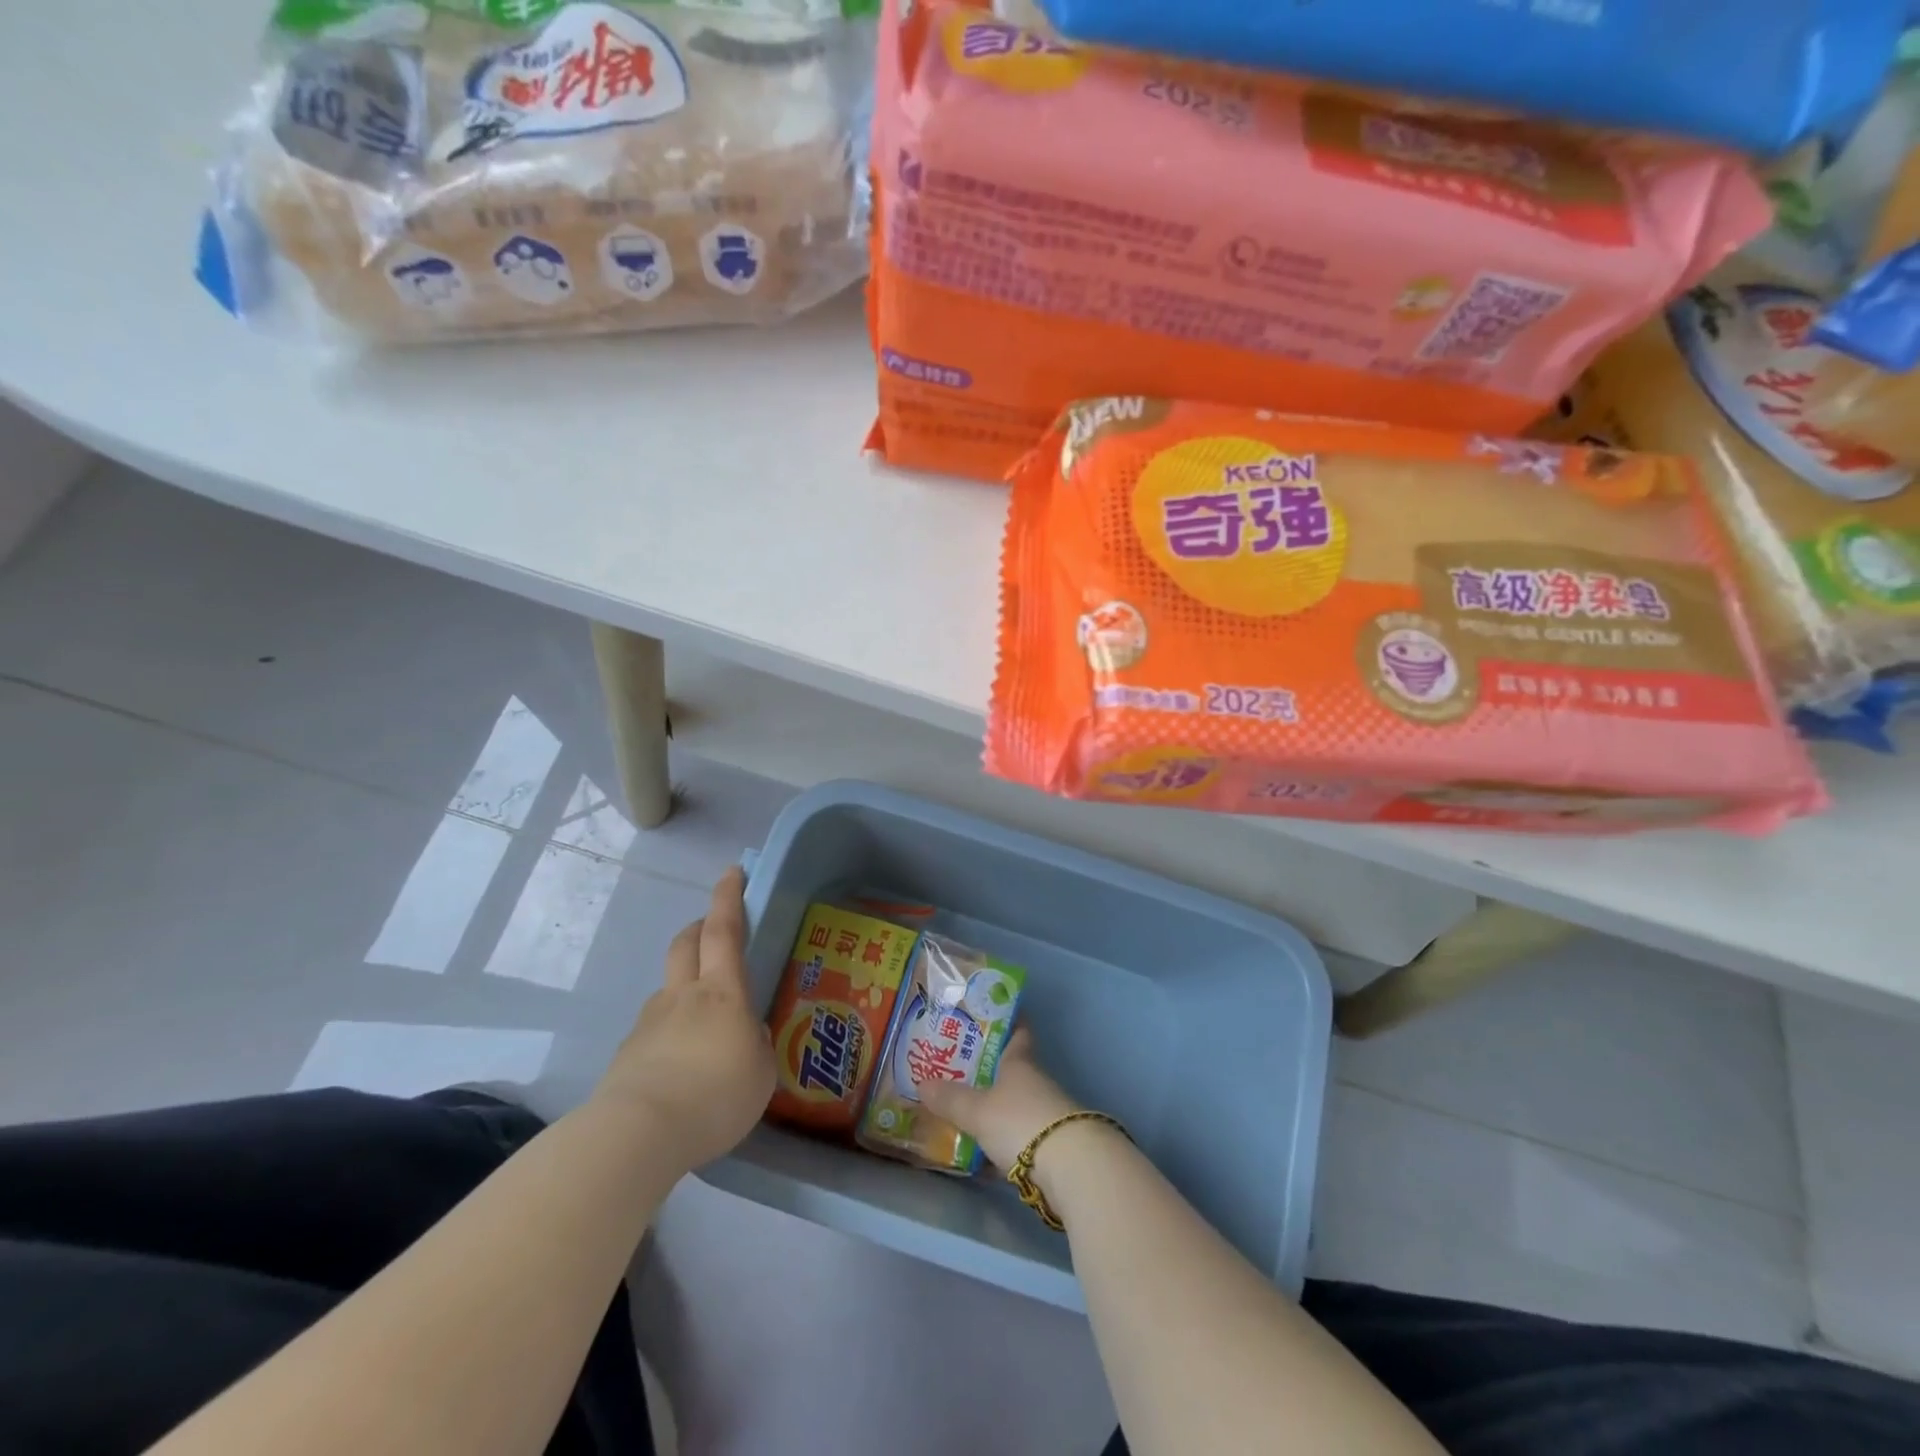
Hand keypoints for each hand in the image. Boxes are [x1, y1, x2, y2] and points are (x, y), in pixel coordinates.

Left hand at [594, 867, 775, 1170]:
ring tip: (703, 1021)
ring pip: (668, 986)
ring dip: (684, 984)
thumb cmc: (715, 1095)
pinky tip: (679, 1066)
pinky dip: (669, 1031)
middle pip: (686, 943)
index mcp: (722, 992)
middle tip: (715, 929)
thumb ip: (756, 1047)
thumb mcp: (761, 1072)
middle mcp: (682, 996)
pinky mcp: (628, 1054)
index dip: (729, 897)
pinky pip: (654, 1028)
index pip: (724, 930)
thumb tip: (746, 1038)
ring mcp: (649, 1022)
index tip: (732, 871)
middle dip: (700, 927)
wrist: (638, 1134)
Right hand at [916, 1028, 1080, 1170]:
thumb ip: (951, 1099)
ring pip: (1014, 1105)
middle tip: (956, 1068)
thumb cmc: (1020, 1121)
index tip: (993, 1013)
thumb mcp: (978, 1111)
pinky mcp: (1050, 1147)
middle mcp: (1035, 1083)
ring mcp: (1046, 1115)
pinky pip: (1018, 1137)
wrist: (1071, 1168)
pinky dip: (1001, 1142)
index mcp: (1020, 1063)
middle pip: (1012, 1071)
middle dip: (988, 1070)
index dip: (1007, 1021)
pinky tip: (981, 1155)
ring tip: (962, 1112)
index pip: (1017, 1033)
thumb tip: (922, 1083)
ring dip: (994, 1109)